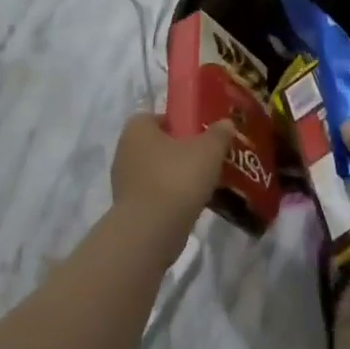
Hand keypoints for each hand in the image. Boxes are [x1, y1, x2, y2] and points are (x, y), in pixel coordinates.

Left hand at [110, 113, 235, 233]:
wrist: (151, 232)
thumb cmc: (177, 178)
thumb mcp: (209, 150)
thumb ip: (219, 133)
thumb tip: (226, 123)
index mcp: (137, 129)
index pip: (157, 117)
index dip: (178, 123)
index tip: (199, 134)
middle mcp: (124, 150)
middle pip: (157, 144)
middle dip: (179, 150)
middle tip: (205, 157)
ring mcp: (123, 182)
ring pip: (156, 171)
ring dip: (175, 176)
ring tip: (203, 183)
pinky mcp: (128, 209)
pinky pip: (153, 195)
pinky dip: (169, 197)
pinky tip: (191, 204)